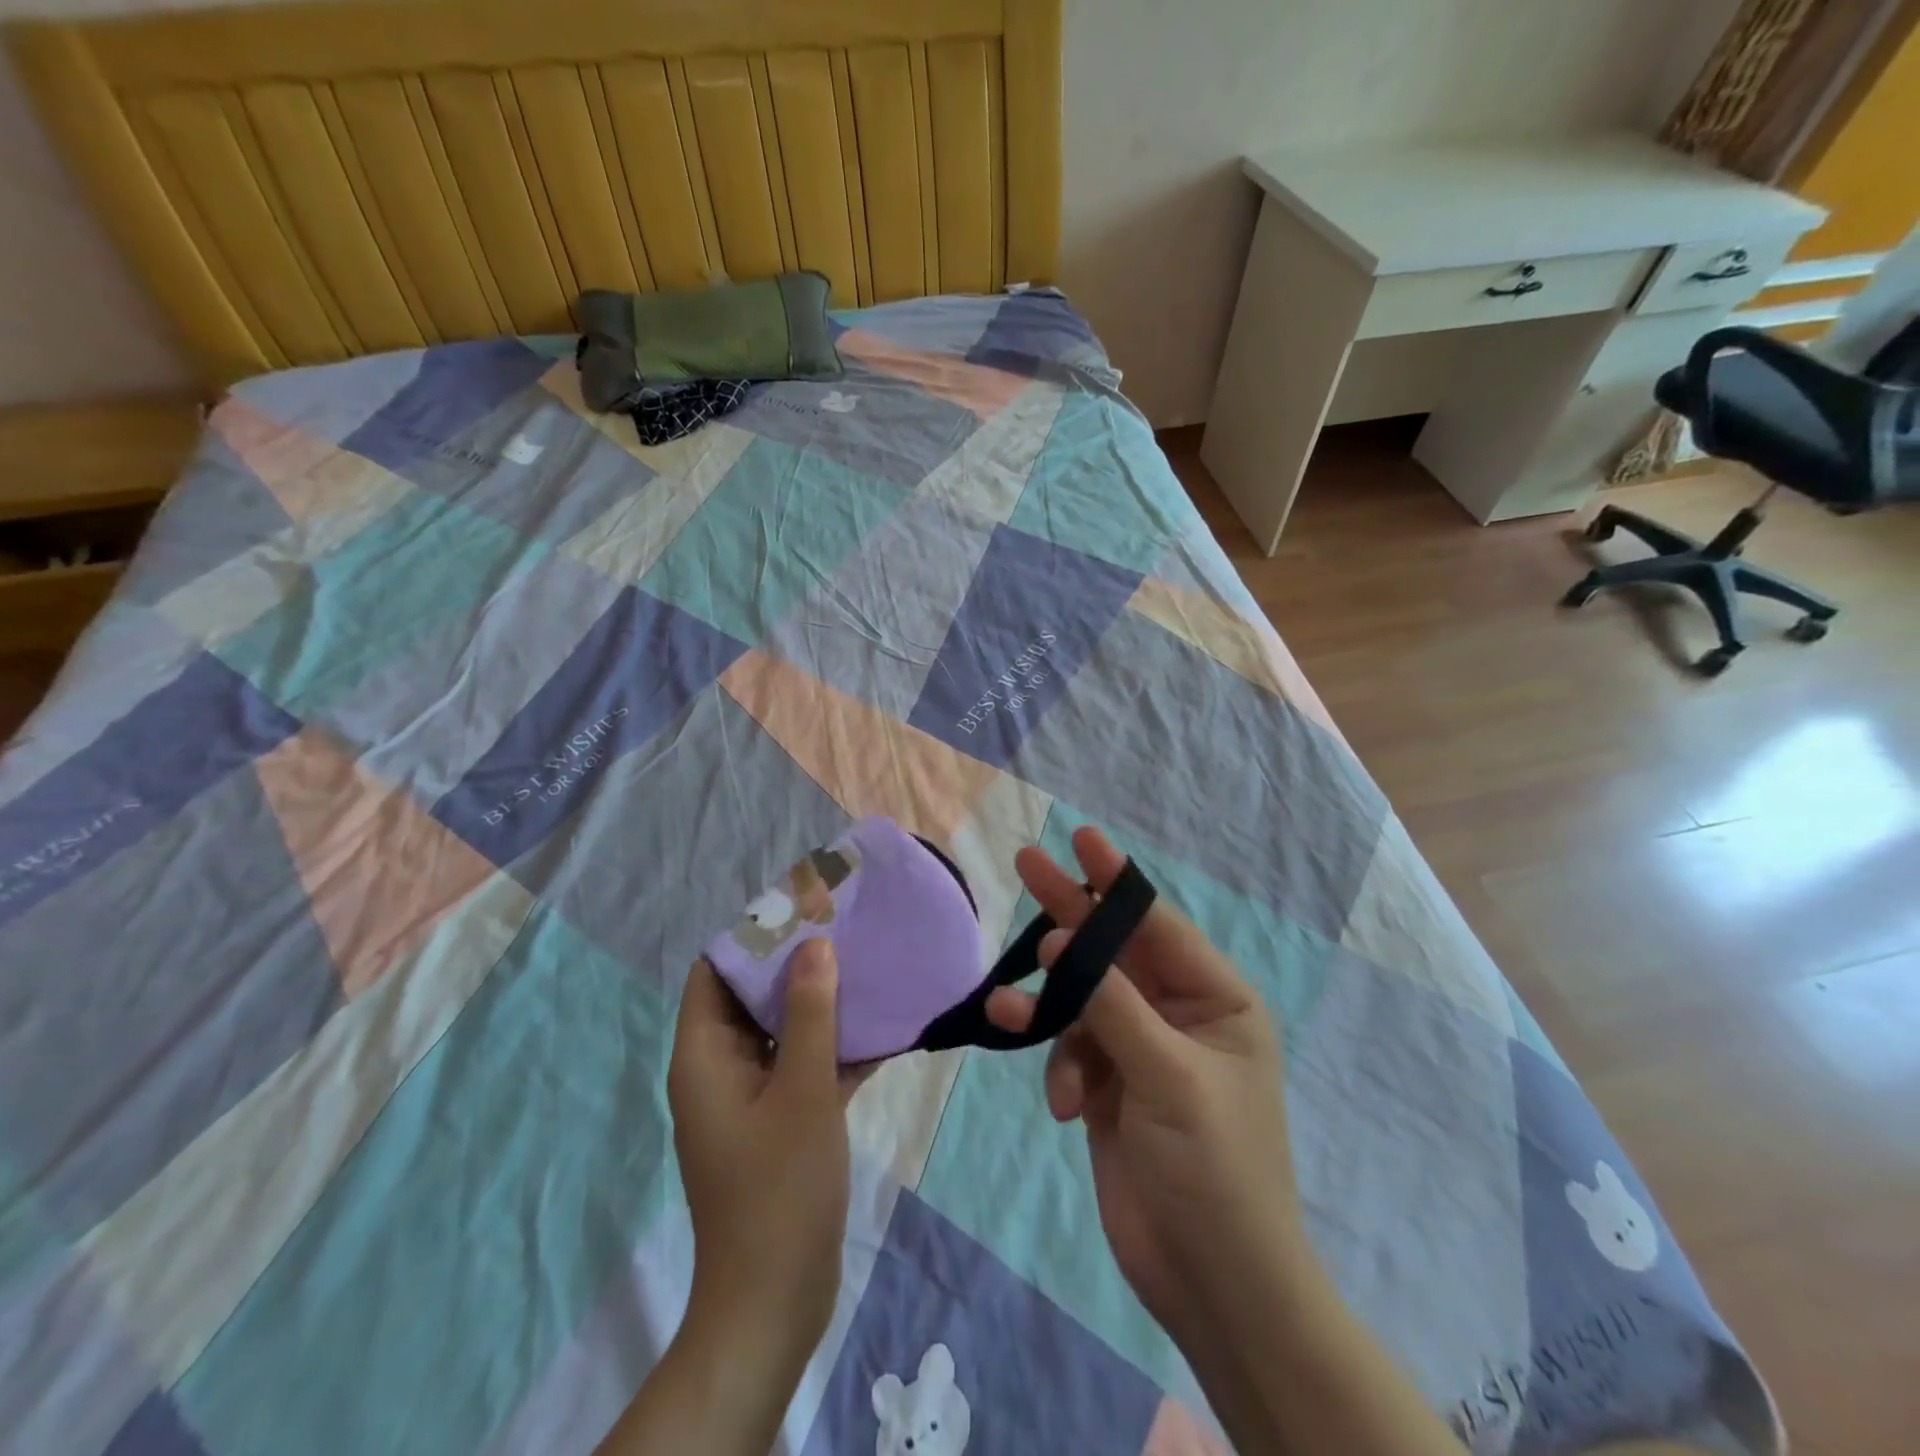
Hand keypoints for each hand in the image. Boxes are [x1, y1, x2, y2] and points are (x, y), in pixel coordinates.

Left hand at [668, 943, 857, 1358]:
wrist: (776, 1301)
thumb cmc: (779, 1187)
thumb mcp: (801, 1090)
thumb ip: (809, 1014)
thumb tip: (815, 945)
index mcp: (705, 1056)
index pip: (715, 973)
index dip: (751, 937)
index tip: (800, 910)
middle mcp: (721, 1069)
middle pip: (752, 997)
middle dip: (796, 964)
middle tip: (845, 930)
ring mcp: (752, 1098)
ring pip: (783, 1031)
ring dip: (821, 1004)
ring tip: (868, 965)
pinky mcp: (781, 1122)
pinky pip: (804, 1066)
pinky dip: (835, 1047)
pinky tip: (883, 1028)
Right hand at [984, 827, 1315, 1339]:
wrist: (1212, 1283)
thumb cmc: (1216, 1170)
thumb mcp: (1170, 1077)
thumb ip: (1114, 1005)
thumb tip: (1066, 942)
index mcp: (1216, 1000)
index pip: (1158, 925)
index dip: (1117, 881)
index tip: (1083, 838)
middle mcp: (1178, 1014)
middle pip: (1113, 949)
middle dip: (1069, 913)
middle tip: (1026, 863)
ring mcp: (1140, 1049)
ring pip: (1081, 1001)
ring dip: (1047, 1006)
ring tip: (1007, 1008)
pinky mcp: (1109, 1085)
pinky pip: (1071, 1048)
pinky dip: (1059, 1065)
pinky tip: (1063, 1103)